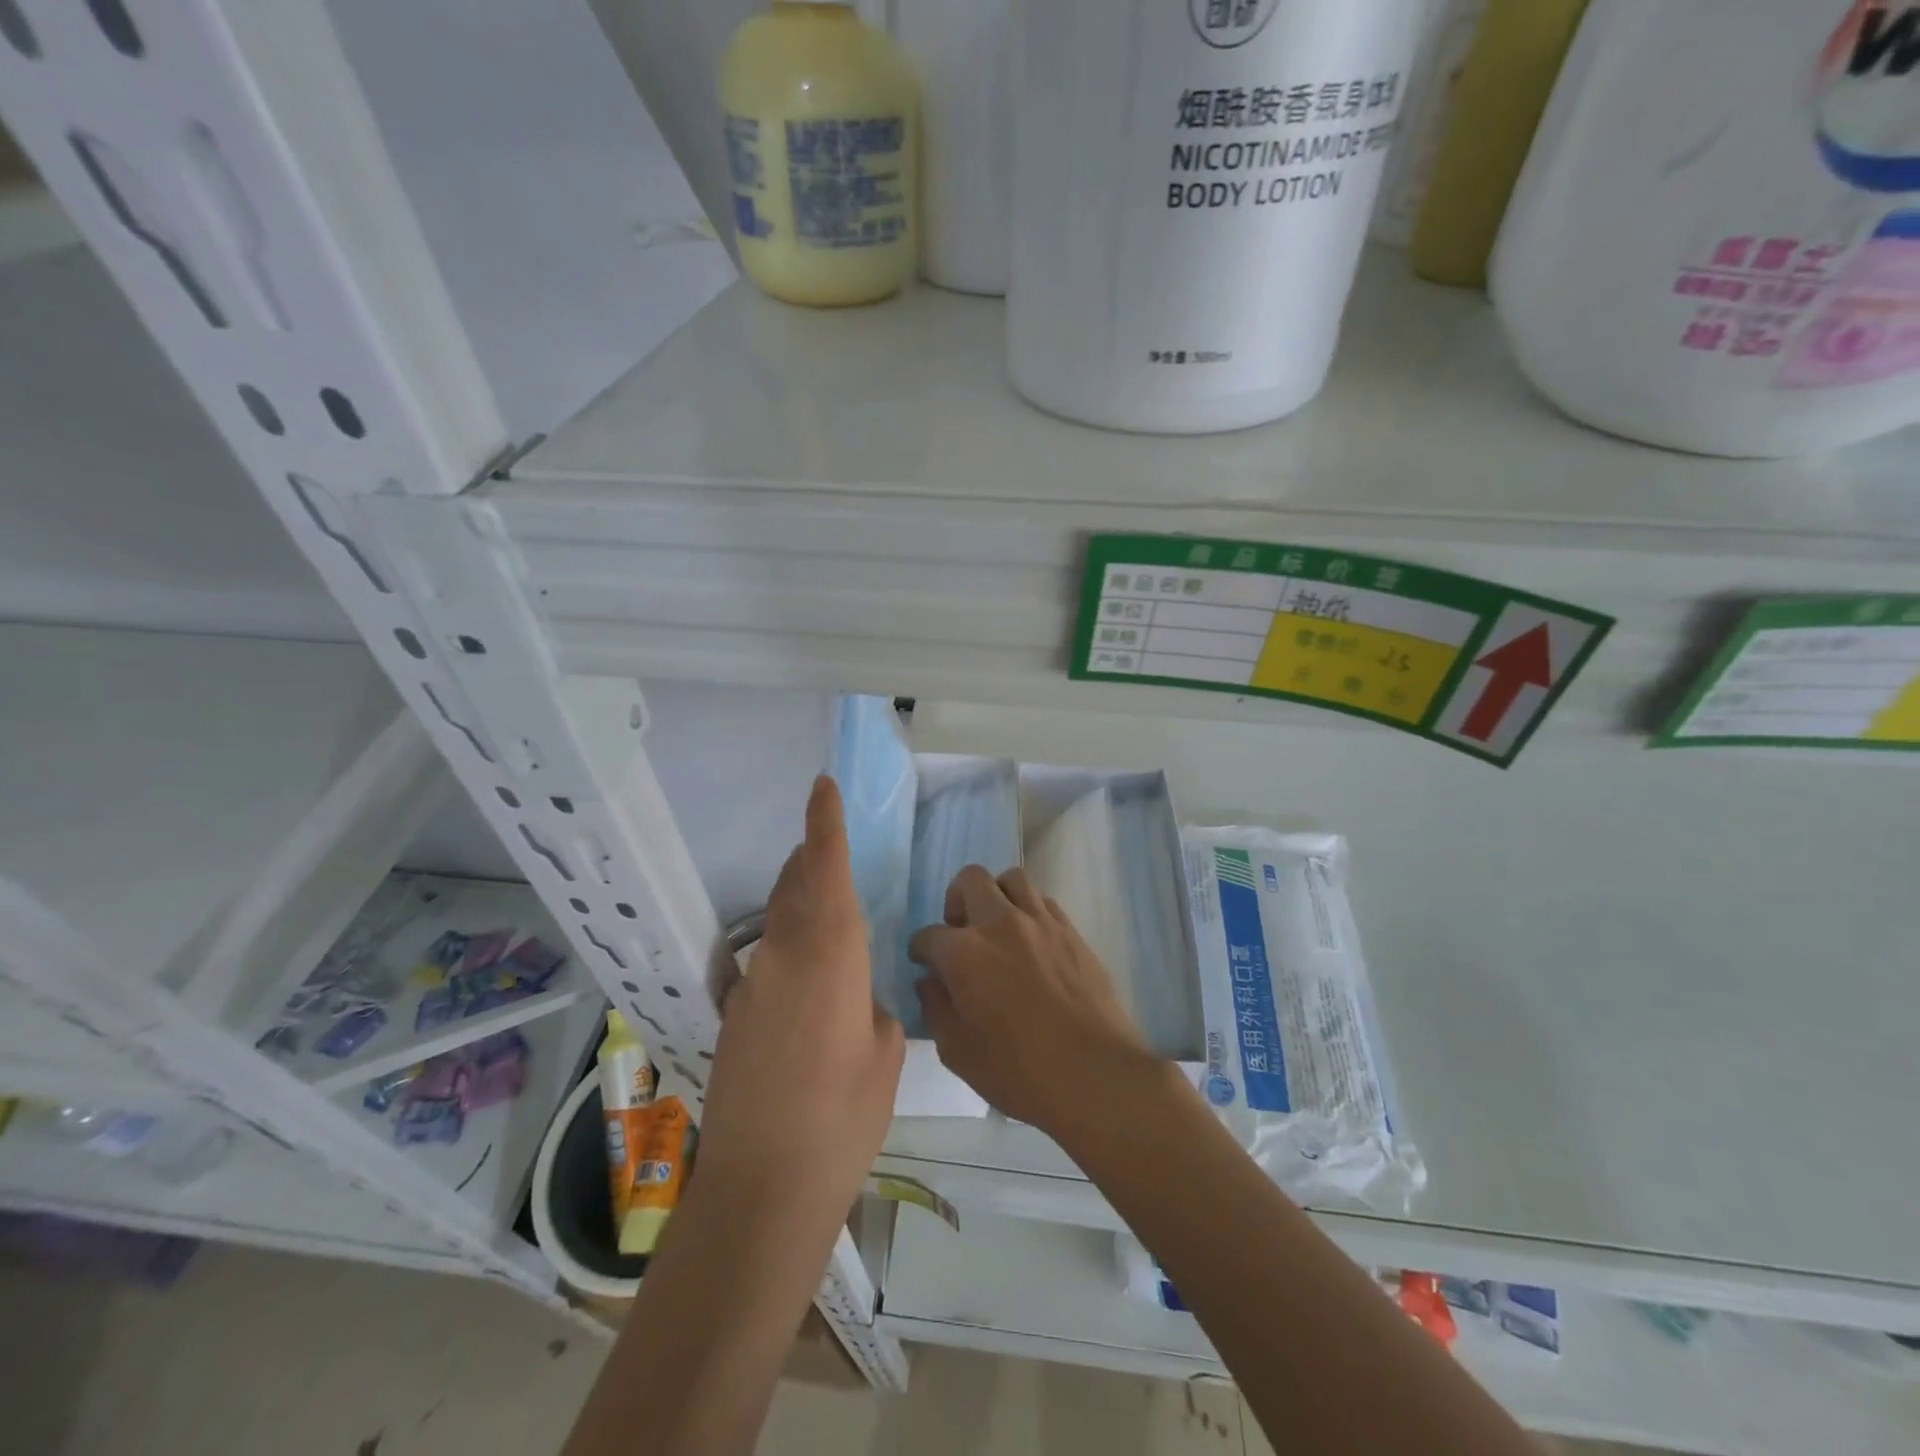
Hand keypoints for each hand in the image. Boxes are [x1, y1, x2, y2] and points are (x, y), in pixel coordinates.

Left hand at [696, 776, 904, 1228]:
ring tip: (832, 929)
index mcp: (827, 953)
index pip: (823, 868)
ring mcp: (750, 988)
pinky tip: (811, 998)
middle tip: (832, 854)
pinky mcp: (734, 1019)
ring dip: (800, 910)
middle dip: (811, 862)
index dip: (823, 823)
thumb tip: (861, 1000)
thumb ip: (875, 1009)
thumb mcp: (885, 1054)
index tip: (821, 786)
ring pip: (779, 926)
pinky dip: (791, 958)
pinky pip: (768, 966)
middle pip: (793, 887)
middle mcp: (780, 956)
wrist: (762, 1189)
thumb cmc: (843, 1115)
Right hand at [908, 866, 1156, 1137]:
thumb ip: (936, 1009)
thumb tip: (929, 983)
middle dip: (955, 902)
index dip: (921, 951)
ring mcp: (1040, 922)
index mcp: (964, 953)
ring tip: (997, 928)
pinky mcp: (1071, 930)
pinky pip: (1043, 900)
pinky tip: (1030, 940)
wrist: (1095, 1074)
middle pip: (969, 880)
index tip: (925, 964)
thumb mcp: (959, 1053)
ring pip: (1011, 879)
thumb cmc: (1020, 1072)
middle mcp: (1000, 923)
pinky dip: (1029, 910)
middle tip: (960, 934)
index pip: (928, 936)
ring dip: (996, 896)